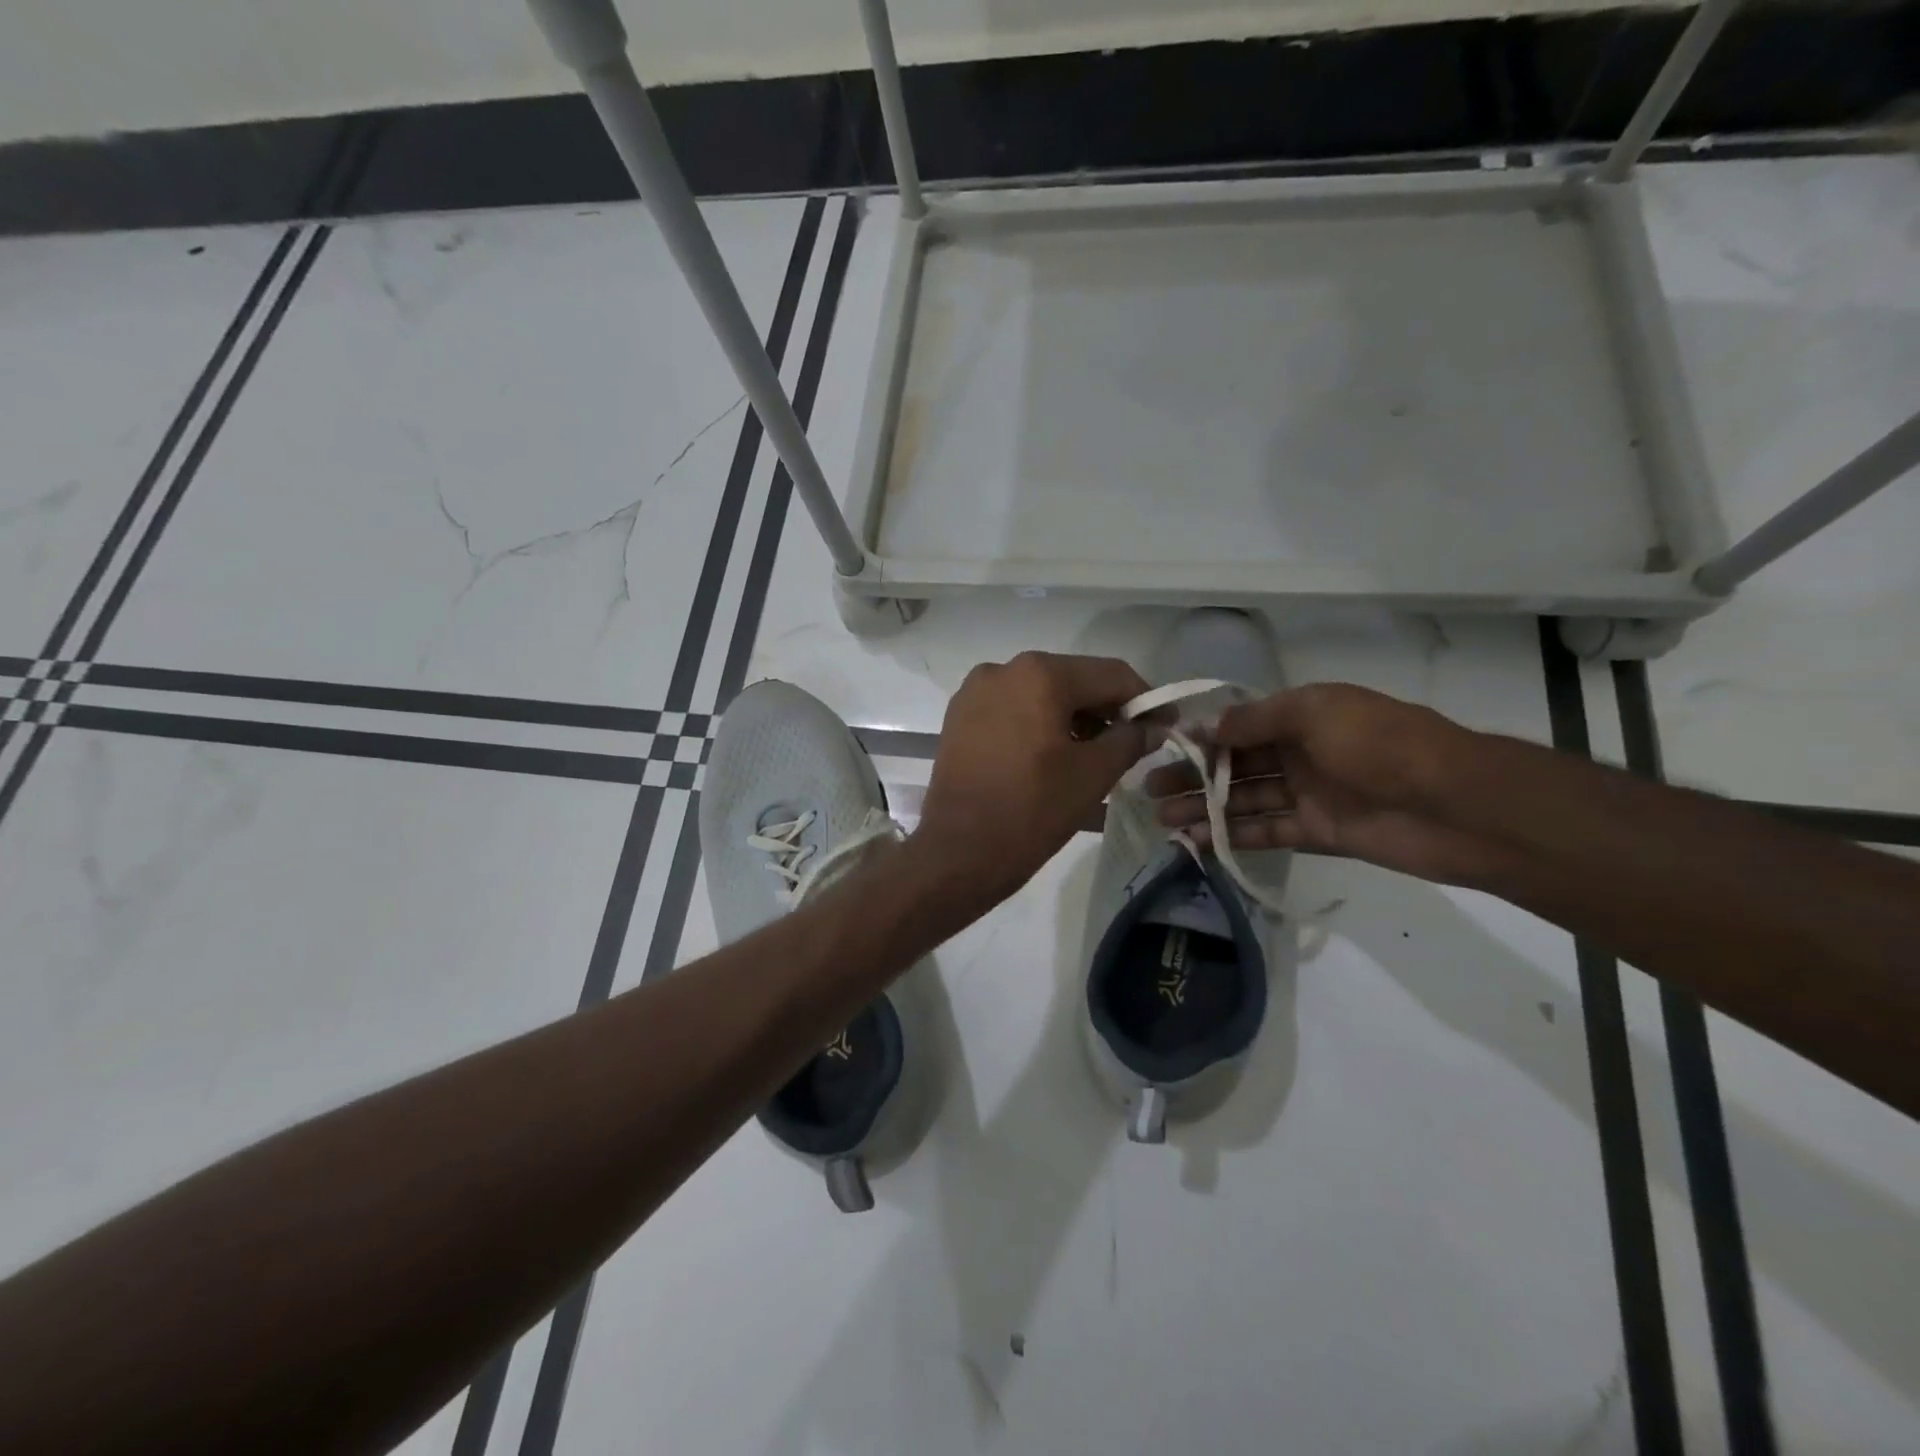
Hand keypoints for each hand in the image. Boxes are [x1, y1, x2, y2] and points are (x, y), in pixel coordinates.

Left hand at [916, 652, 1155, 906]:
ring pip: (1040, 693)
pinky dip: (1038, 723)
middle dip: (1106, 709)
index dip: (1145, 699)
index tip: (1166, 726)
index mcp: (1040, 674)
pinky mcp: (959, 716)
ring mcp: (975, 691)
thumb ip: (1130, 740)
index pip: (1111, 675)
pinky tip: (1051, 754)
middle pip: (1073, 679)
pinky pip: (1012, 708)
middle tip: (1131, 743)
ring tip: (1092, 754)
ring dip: (1072, 717)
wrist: (958, 853)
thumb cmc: (1032, 810)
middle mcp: (1004, 668)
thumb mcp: (1094, 774)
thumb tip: (1153, 726)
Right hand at [1147, 683, 1495, 885]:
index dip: (1202, 737)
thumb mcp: (1314, 712)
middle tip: (1149, 789)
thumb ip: (1256, 720)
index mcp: (1303, 716)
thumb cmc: (1380, 743)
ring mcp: (1309, 794)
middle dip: (1193, 775)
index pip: (1240, 725)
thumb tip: (1207, 727)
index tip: (1162, 748)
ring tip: (1161, 818)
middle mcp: (1301, 752)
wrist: (1454, 805)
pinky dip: (1234, 835)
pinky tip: (1197, 840)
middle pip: (1236, 764)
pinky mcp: (1318, 833)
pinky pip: (1267, 832)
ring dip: (1204, 808)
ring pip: (1245, 800)